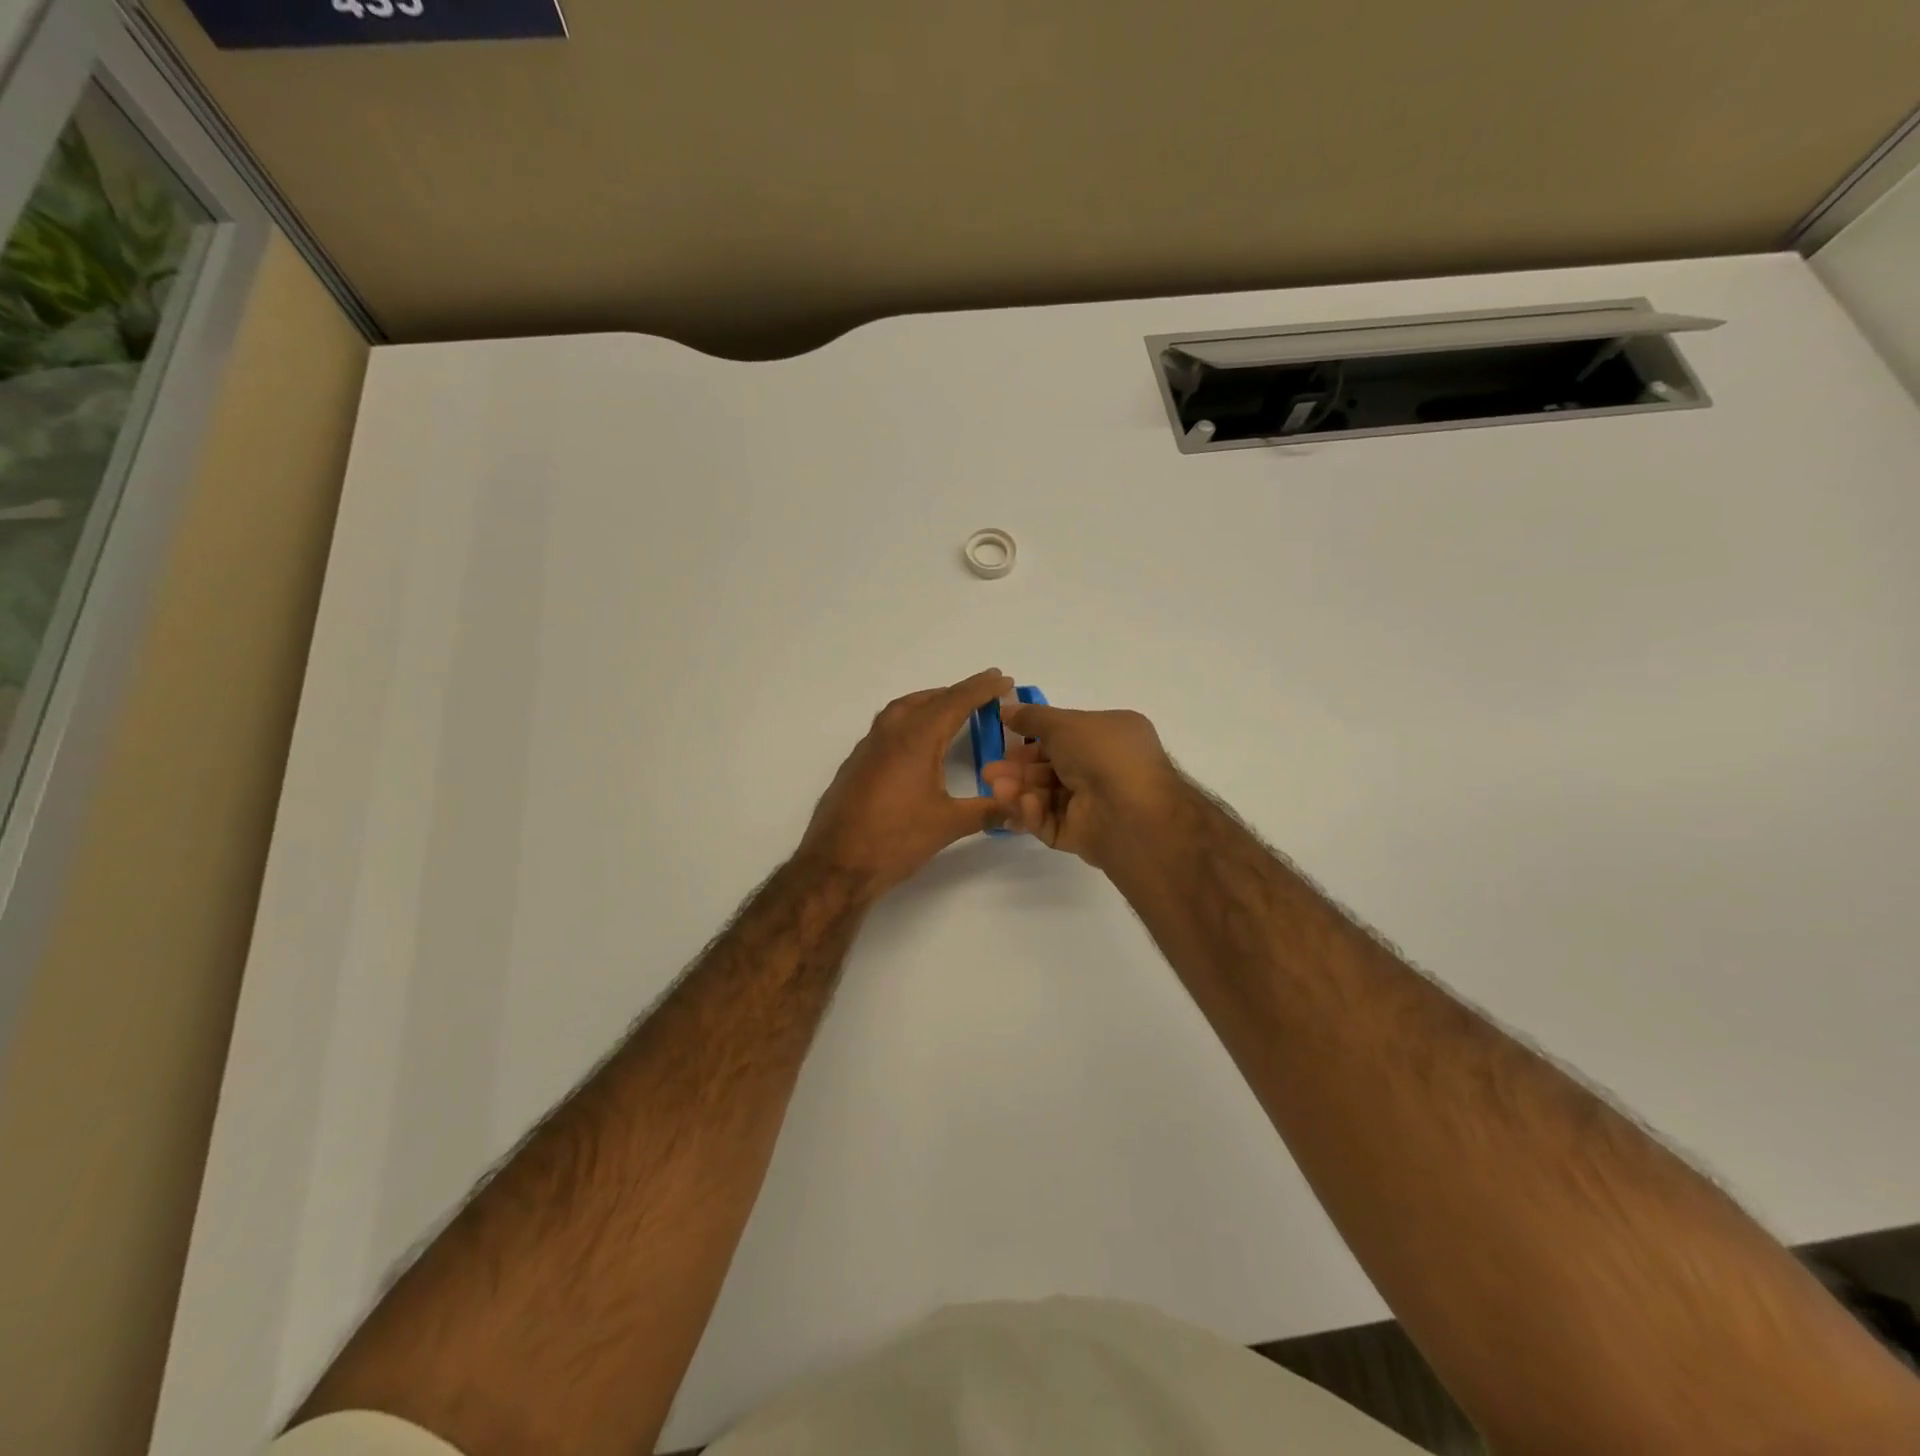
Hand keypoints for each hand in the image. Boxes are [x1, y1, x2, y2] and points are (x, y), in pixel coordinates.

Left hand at [800, 668, 1014, 894]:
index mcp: (915, 739)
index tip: (1003, 679)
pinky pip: (887, 728)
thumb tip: (1019, 809)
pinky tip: (917, 743)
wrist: (835, 864)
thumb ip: (987, 811)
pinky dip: (909, 722)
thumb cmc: (894, 840)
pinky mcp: (855, 764)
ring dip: (929, 703)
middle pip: (927, 700)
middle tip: (983, 694)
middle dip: (957, 693)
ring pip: (902, 710)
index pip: (955, 702)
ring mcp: (867, 748)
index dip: (981, 689)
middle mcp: (889, 734)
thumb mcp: (947, 825)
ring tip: (952, 711)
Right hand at [981, 700, 1184, 868]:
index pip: (1066, 738)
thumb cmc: (1103, 754)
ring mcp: (1094, 804)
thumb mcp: (1064, 724)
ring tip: (996, 789)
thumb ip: (1032, 717)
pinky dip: (1035, 814)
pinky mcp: (1083, 835)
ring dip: (1020, 791)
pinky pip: (1052, 823)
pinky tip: (1023, 806)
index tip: (1006, 743)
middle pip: (1051, 769)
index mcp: (1110, 737)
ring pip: (1047, 797)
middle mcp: (1104, 769)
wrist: (1132, 812)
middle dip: (1018, 770)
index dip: (1033, 740)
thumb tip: (1006, 708)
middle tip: (989, 773)